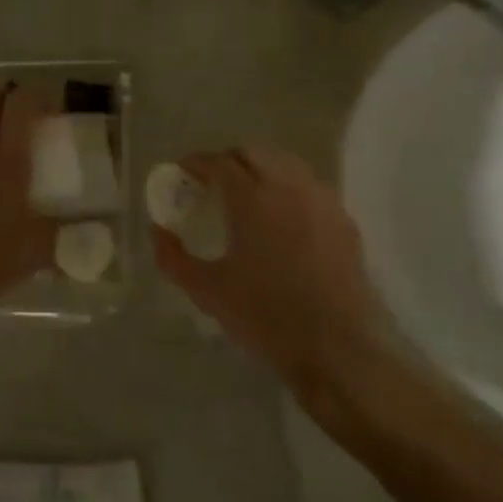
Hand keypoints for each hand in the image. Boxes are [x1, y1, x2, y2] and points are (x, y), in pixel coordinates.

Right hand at [153, 146, 381, 395]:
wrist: (335, 349)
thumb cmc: (264, 317)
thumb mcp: (206, 291)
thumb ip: (172, 257)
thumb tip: (159, 230)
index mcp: (252, 200)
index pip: (219, 162)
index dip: (197, 163)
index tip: (183, 173)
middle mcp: (289, 188)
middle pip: (254, 152)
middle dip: (229, 160)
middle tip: (213, 184)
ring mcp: (322, 201)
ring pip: (287, 163)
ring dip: (261, 169)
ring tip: (248, 196)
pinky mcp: (344, 221)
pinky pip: (311, 187)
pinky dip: (289, 188)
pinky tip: (282, 217)